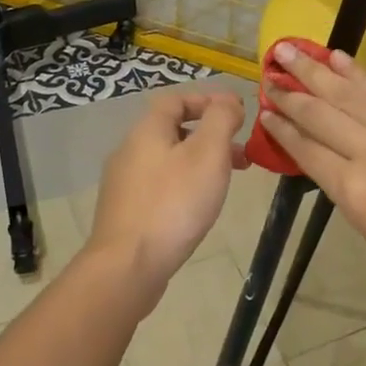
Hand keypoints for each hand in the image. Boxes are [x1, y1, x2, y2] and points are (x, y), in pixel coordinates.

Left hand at [86, 90, 246, 311]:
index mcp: (147, 130)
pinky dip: (184, 184)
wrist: (128, 266)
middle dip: (210, 136)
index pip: (176, 99)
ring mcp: (124, 183)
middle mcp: (130, 150)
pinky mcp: (125, 212)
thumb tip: (228, 100)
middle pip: (173, 130)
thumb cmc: (174, 203)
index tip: (236, 114)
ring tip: (226, 182)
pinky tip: (198, 207)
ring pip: (168, 159)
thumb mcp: (208, 153)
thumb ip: (221, 119)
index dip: (207, 100)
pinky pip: (159, 185)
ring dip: (200, 162)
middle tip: (241, 153)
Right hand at [258, 43, 365, 310]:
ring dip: (315, 70)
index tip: (265, 112)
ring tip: (289, 51)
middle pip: (320, 114)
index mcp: (352, 190)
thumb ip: (350, 191)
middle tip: (268, 74)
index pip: (306, 149)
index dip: (282, 129)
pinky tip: (339, 59)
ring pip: (347, 94)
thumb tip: (335, 162)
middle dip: (290, 93)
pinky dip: (359, 73)